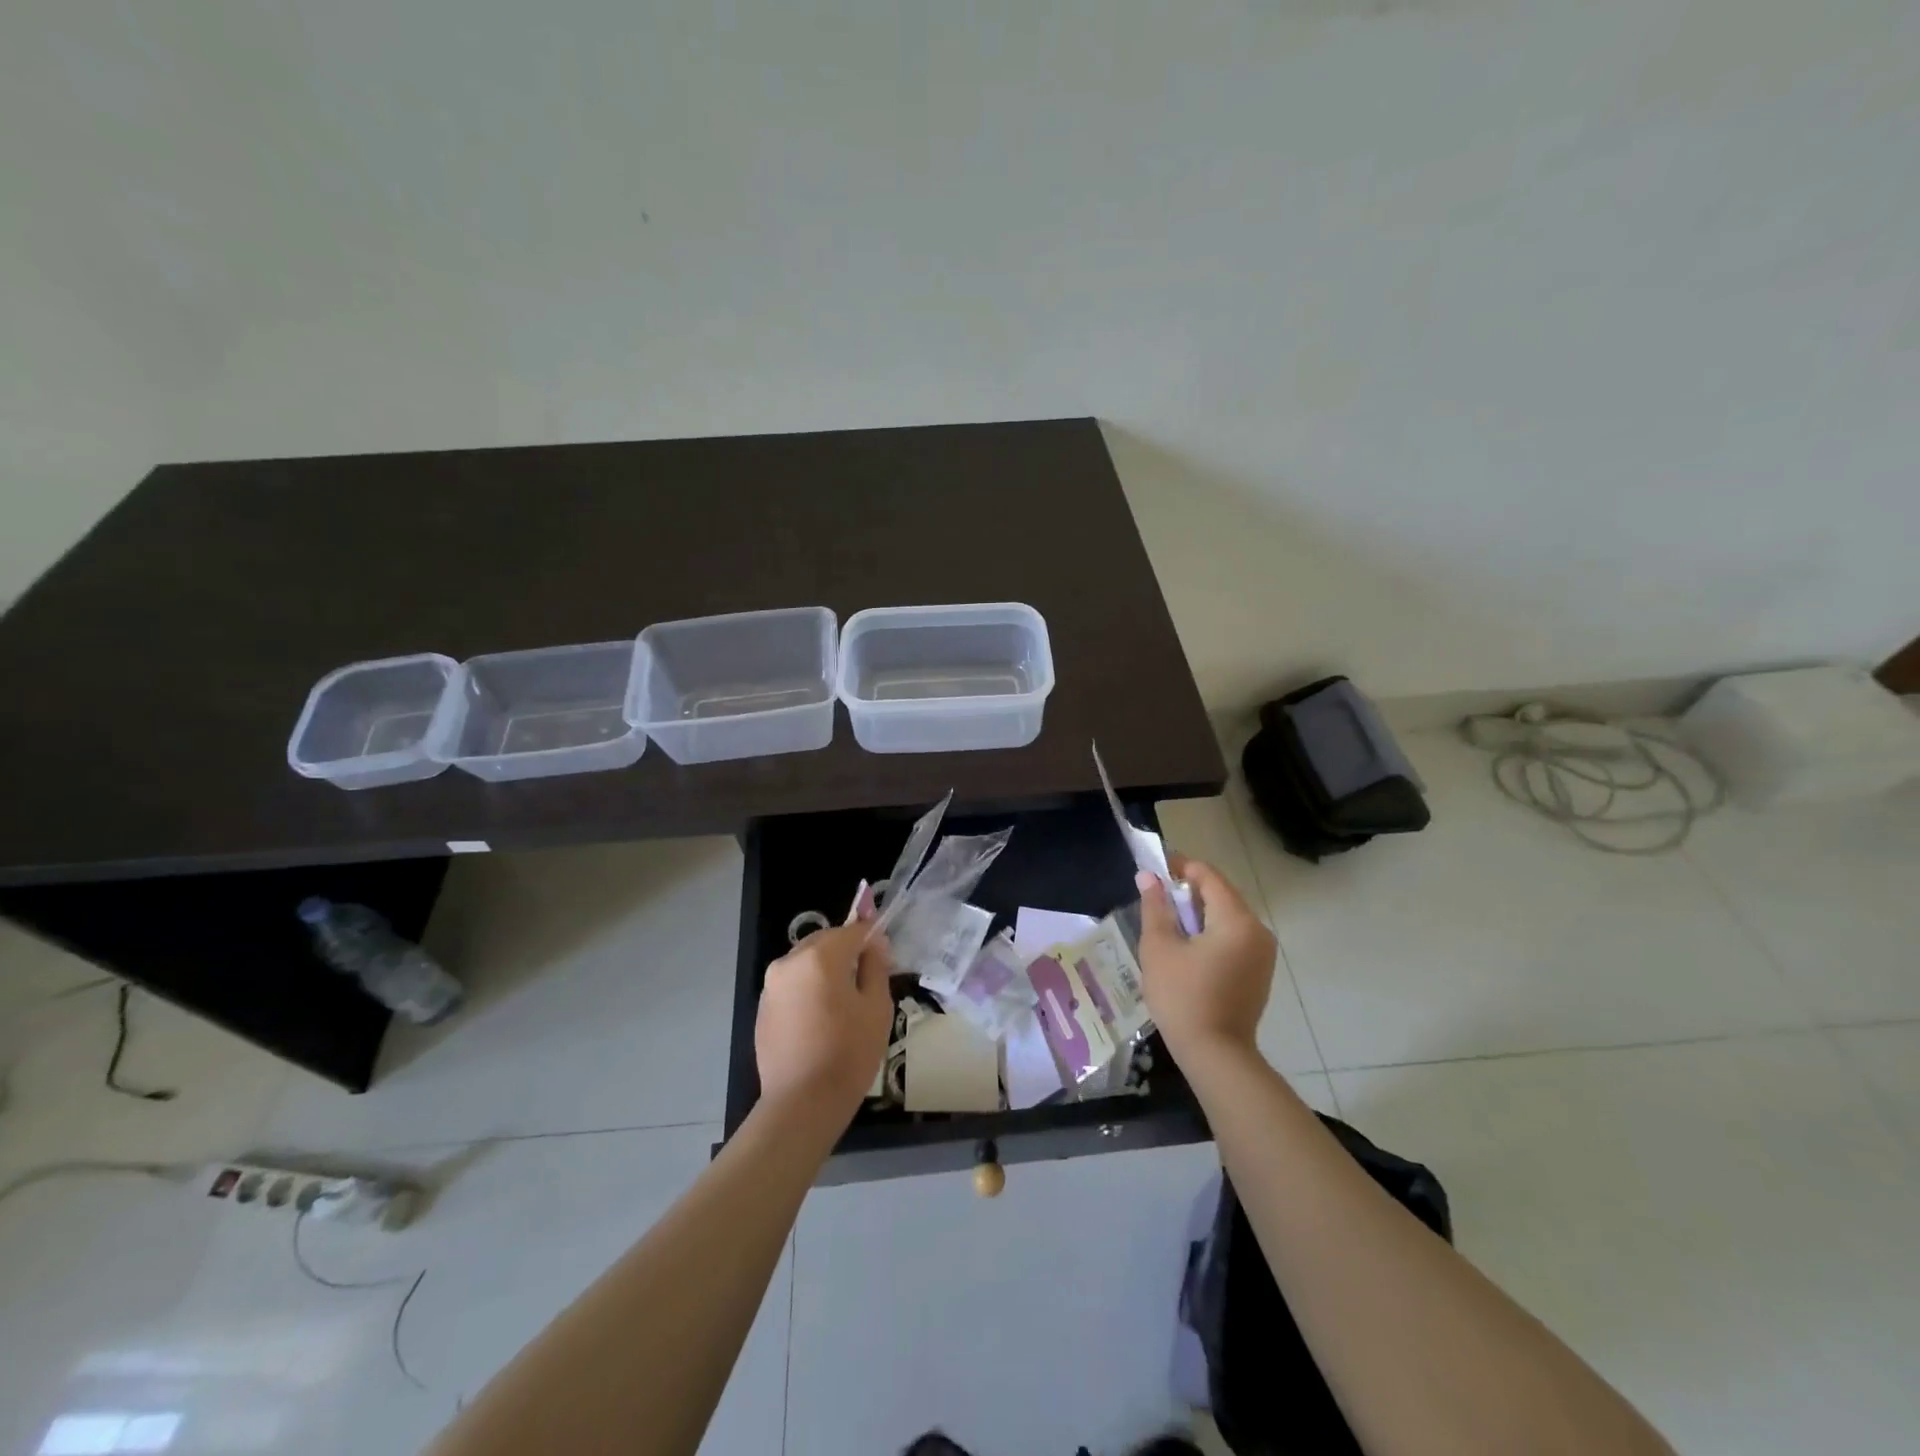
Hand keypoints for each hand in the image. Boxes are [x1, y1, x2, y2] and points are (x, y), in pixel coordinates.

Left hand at [755, 922, 893, 1125]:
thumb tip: (874, 944)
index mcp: (820, 956)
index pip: (853, 931)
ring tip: (842, 1004)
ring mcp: (772, 984)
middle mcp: (790, 961)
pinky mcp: (763, 1007)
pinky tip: (820, 1020)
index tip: (884, 957)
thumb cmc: (848, 1053)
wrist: (802, 1103)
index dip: (872, 938)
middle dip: (846, 953)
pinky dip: (808, 989)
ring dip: (825, 970)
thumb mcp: (877, 1007)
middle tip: (865, 982)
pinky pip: (792, 984)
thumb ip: (876, 966)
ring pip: (807, 962)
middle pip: (826, 942)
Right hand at [1135, 855, 1275, 1063]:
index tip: (1154, 869)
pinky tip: (1188, 948)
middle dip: (1188, 891)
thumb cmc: (1182, 997)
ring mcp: (1263, 953)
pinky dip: (1212, 933)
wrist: (1216, 1055)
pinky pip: (1234, 937)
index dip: (1180, 867)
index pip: (1208, 876)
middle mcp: (1258, 930)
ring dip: (1200, 913)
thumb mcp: (1159, 948)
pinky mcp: (1260, 972)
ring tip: (1169, 923)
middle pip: (1221, 895)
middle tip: (1156, 898)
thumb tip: (1148, 876)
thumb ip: (1155, 907)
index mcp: (1236, 920)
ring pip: (1228, 917)